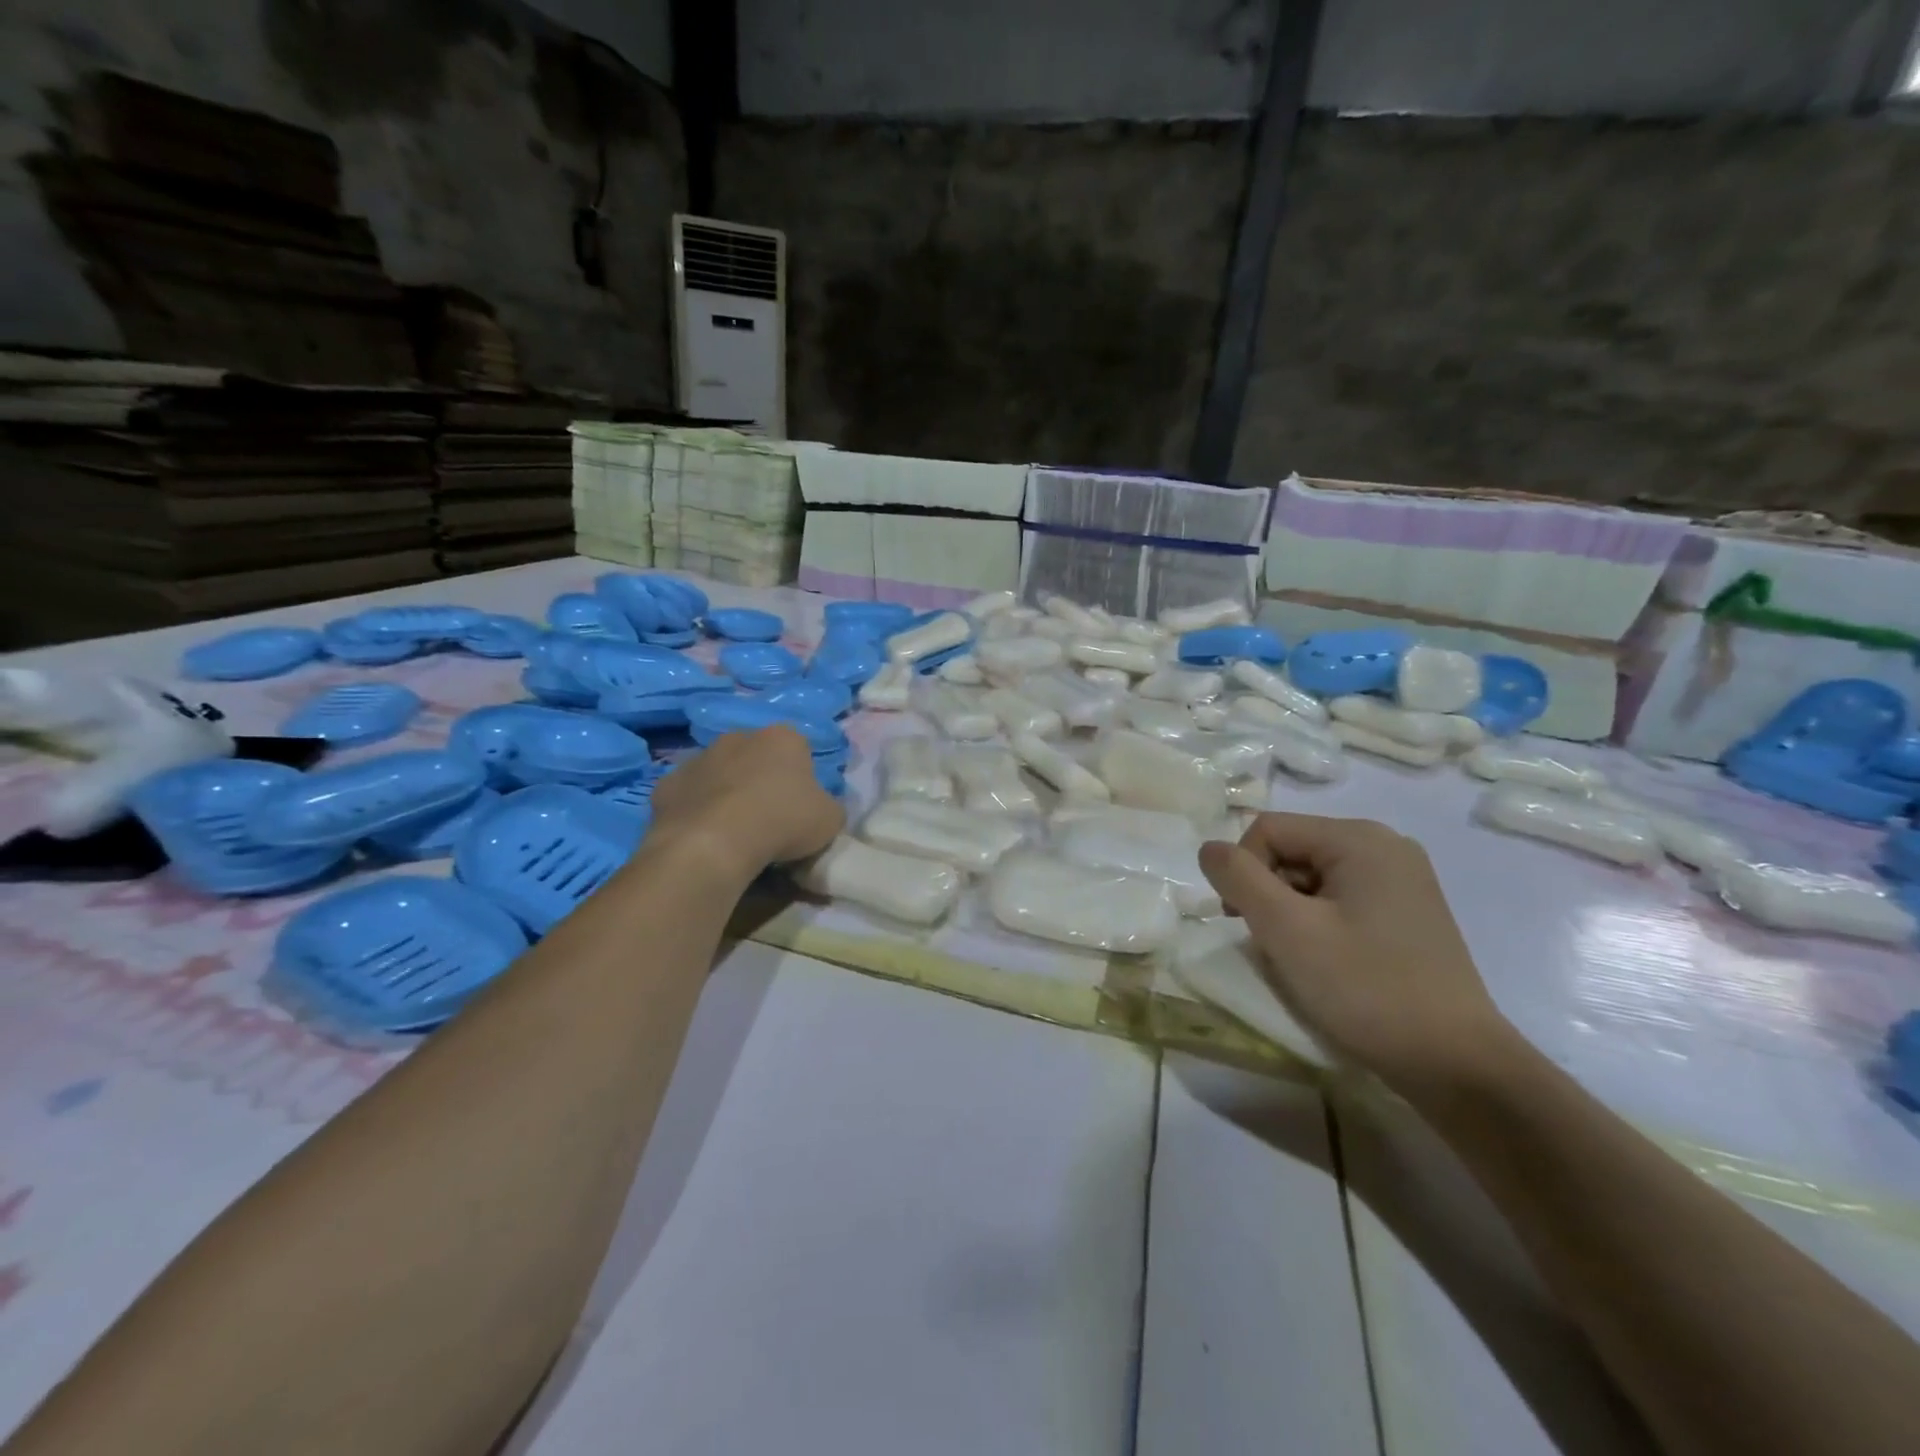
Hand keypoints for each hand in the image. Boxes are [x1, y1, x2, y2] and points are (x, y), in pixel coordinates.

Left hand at [647, 727, 844, 883]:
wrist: (713, 844)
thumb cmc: (782, 822)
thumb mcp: (830, 820)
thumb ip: (828, 806)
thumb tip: (818, 808)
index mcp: (783, 737)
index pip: (799, 750)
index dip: (802, 779)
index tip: (801, 807)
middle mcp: (739, 737)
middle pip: (756, 756)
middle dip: (761, 779)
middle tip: (768, 818)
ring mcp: (698, 758)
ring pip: (719, 773)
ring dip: (726, 792)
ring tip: (734, 832)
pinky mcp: (667, 784)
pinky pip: (688, 796)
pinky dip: (696, 811)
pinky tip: (703, 837)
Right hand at [1198, 813, 1513, 1088]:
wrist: (1457, 1066)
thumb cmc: (1366, 989)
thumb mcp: (1287, 930)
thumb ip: (1238, 878)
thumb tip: (1209, 849)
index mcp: (1360, 839)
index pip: (1267, 830)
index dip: (1244, 873)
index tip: (1247, 925)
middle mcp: (1385, 846)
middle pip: (1291, 850)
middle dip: (1269, 893)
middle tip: (1276, 945)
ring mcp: (1402, 880)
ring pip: (1312, 877)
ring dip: (1291, 912)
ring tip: (1305, 959)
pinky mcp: (1409, 913)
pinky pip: (1341, 899)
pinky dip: (1320, 924)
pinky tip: (1331, 963)